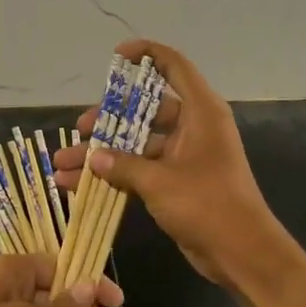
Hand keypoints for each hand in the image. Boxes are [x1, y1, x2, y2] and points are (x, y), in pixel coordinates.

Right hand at [53, 39, 281, 290]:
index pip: (173, 66)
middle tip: (79, 130)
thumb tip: (92, 157)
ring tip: (63, 165)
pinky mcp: (177, 182)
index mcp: (200, 111)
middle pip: (145, 111)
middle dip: (108, 121)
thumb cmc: (207, 203)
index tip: (116, 56)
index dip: (146, 54)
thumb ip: (122, 165)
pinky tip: (80, 186)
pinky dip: (114, 175)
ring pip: (136, 144)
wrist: (241, 252)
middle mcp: (193, 127)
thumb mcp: (159, 181)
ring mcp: (184, 155)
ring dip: (103, 155)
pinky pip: (139, 169)